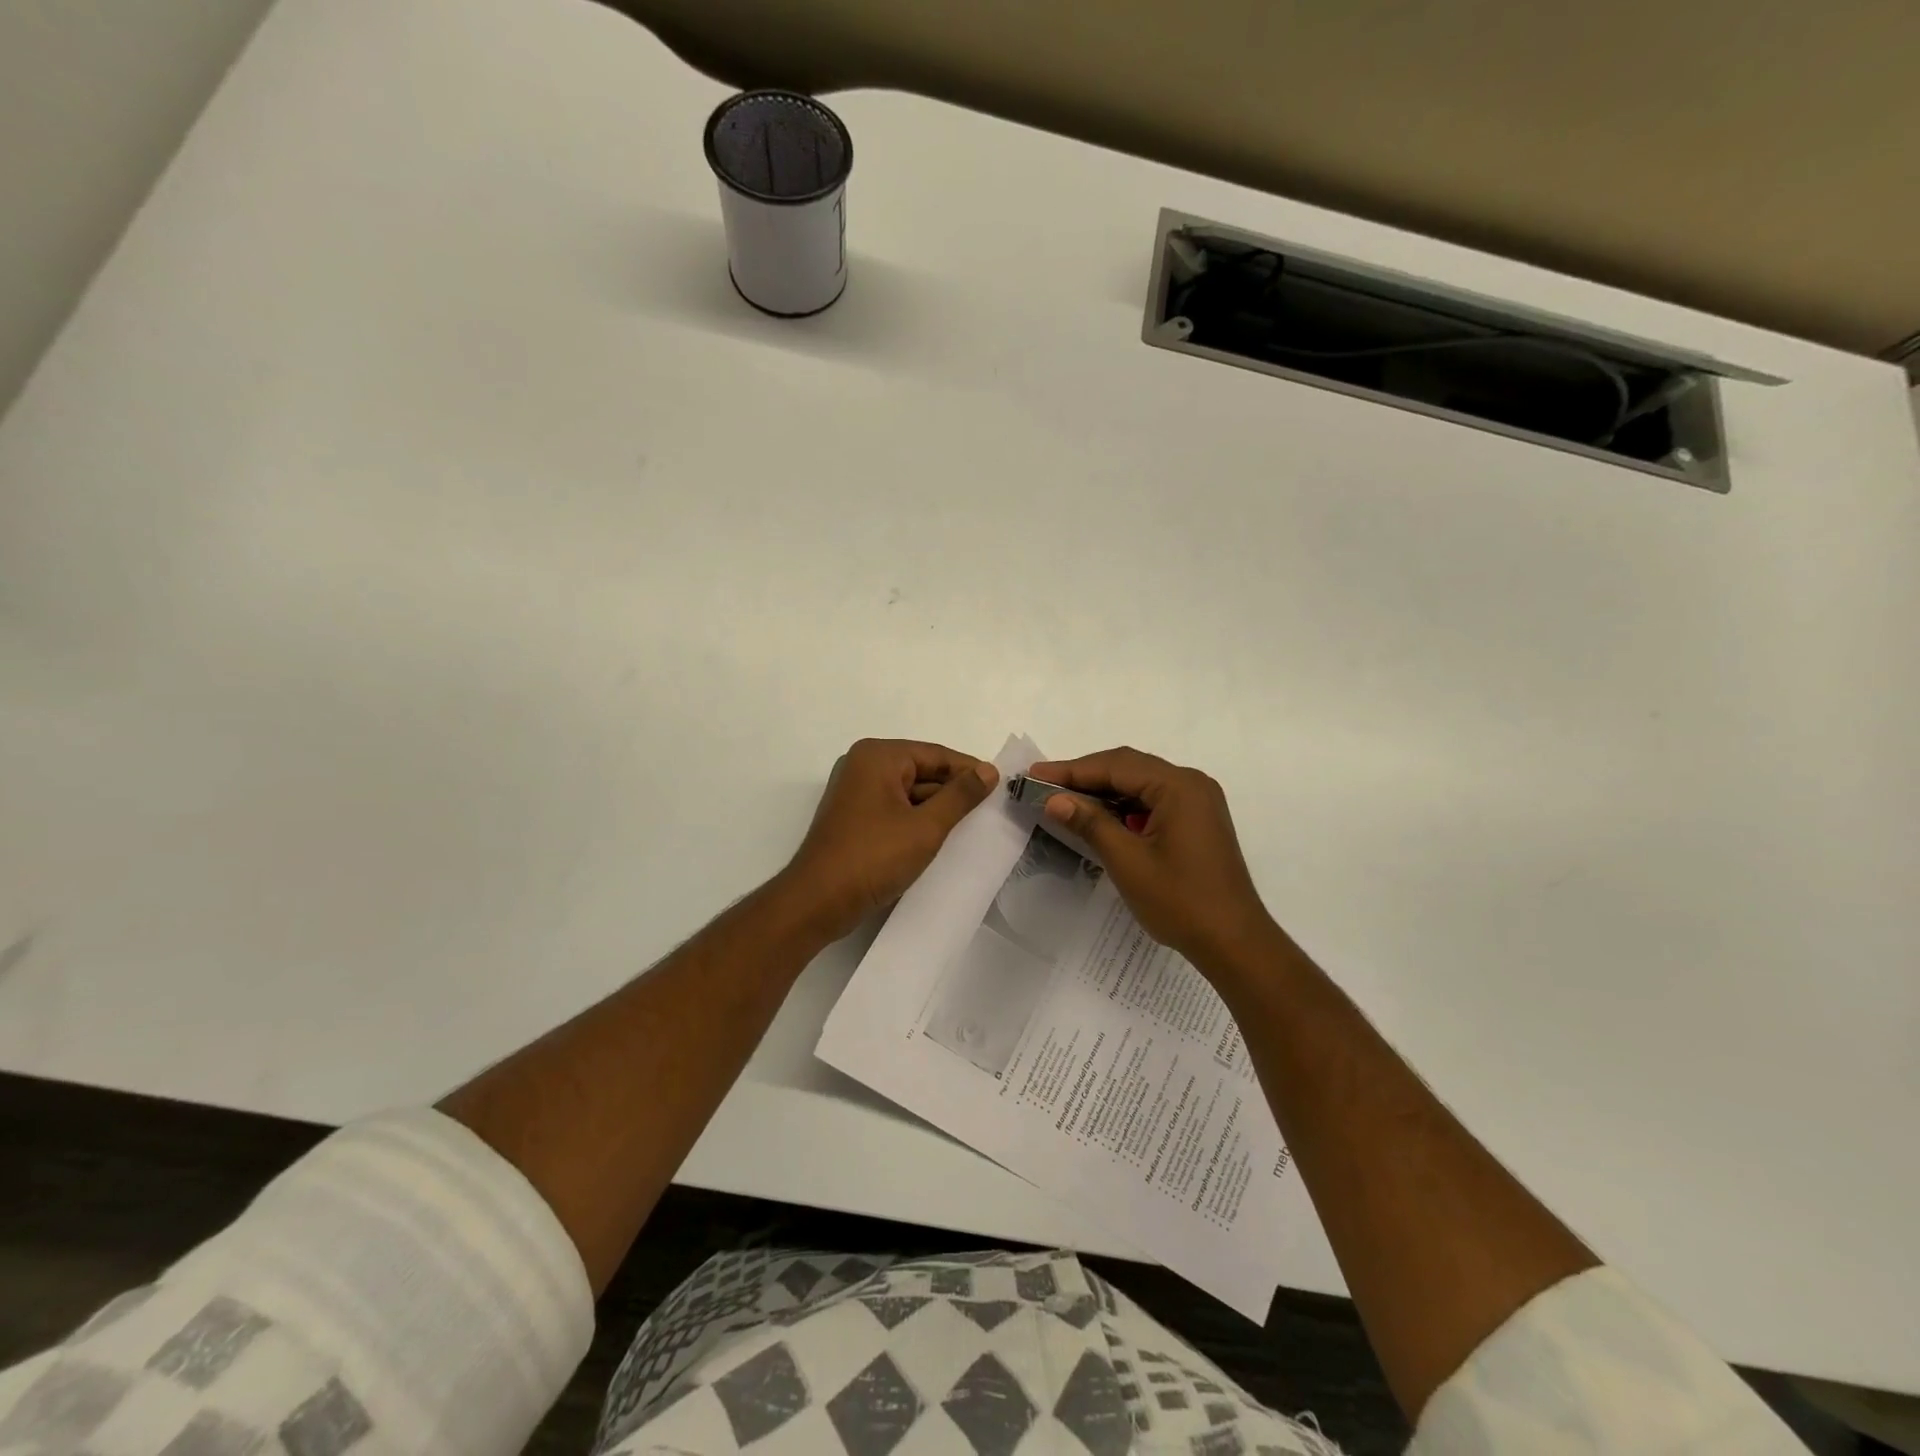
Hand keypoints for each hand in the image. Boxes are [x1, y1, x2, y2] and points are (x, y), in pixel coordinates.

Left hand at [782, 739, 998, 941]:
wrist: (817, 902)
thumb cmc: (873, 858)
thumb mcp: (925, 827)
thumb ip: (960, 796)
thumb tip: (988, 771)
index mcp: (878, 756)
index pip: (936, 755)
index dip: (970, 770)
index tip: (1002, 787)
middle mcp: (863, 766)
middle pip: (922, 771)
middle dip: (953, 792)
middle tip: (991, 811)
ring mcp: (855, 793)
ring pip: (909, 793)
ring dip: (936, 810)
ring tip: (972, 828)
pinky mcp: (853, 818)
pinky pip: (894, 810)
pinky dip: (917, 821)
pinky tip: (941, 839)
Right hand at [1029, 747, 1275, 973]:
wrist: (1234, 942)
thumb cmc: (1180, 901)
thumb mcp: (1127, 861)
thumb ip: (1090, 823)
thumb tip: (1055, 799)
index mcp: (1178, 787)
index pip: (1116, 766)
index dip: (1072, 770)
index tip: (1035, 773)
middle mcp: (1191, 784)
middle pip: (1129, 767)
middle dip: (1086, 775)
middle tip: (1045, 784)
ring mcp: (1198, 802)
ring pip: (1141, 783)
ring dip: (1104, 790)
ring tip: (1065, 798)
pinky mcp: (1197, 821)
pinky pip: (1154, 800)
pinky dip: (1124, 805)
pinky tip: (1100, 817)